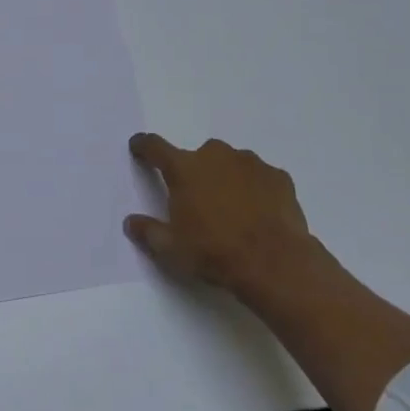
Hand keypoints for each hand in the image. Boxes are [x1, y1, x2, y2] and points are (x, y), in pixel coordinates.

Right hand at [124, 133, 316, 299]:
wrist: (275, 264)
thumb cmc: (214, 252)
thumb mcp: (171, 249)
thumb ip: (148, 231)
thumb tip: (131, 222)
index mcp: (184, 169)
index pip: (155, 147)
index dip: (144, 146)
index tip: (138, 147)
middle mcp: (215, 156)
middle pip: (197, 157)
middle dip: (195, 173)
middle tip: (198, 201)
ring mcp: (250, 163)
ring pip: (230, 164)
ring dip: (226, 179)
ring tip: (232, 210)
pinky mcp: (278, 177)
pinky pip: (259, 177)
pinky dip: (255, 189)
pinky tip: (259, 213)